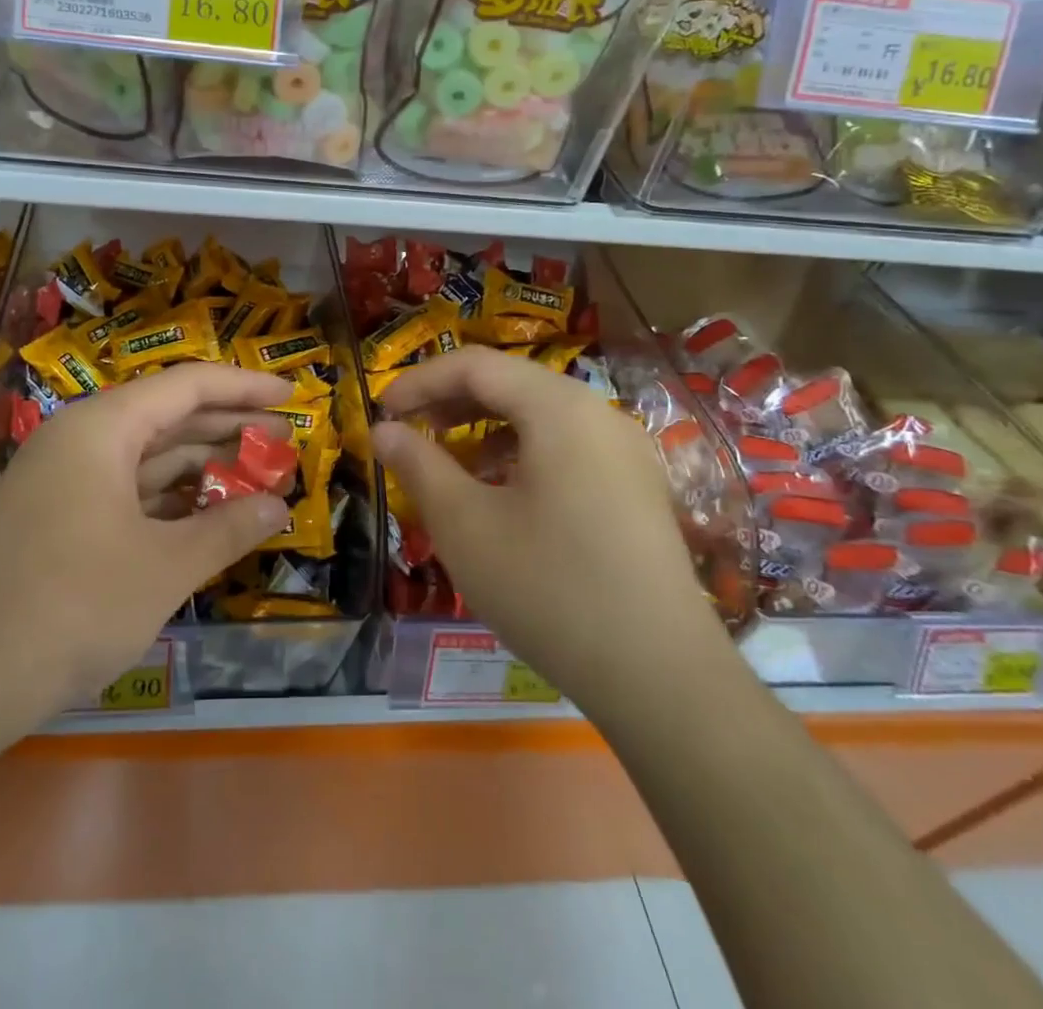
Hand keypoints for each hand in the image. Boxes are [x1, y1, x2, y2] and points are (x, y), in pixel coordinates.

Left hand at [0, 363, 293, 711]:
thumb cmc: (72, 606)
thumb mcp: (164, 567)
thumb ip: (228, 529)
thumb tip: (279, 507)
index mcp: (102, 428)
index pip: (187, 385)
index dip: (245, 387)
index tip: (292, 395)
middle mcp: (79, 440)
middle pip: (167, 417)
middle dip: (229, 428)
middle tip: (286, 440)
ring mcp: (62, 482)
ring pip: (146, 458)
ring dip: (201, 467)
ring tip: (256, 477)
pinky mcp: (55, 520)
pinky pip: (124, 492)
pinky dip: (168, 500)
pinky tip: (204, 516)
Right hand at [372, 349, 720, 699]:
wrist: (661, 677)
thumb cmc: (548, 588)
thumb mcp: (464, 524)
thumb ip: (418, 465)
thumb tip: (383, 430)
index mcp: (560, 408)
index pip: (476, 365)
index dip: (420, 379)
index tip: (381, 411)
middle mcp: (599, 414)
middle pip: (512, 383)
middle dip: (451, 401)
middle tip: (408, 430)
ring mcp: (626, 452)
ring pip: (540, 415)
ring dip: (485, 427)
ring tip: (448, 462)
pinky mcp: (636, 489)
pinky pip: (567, 447)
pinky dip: (521, 452)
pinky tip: (500, 493)